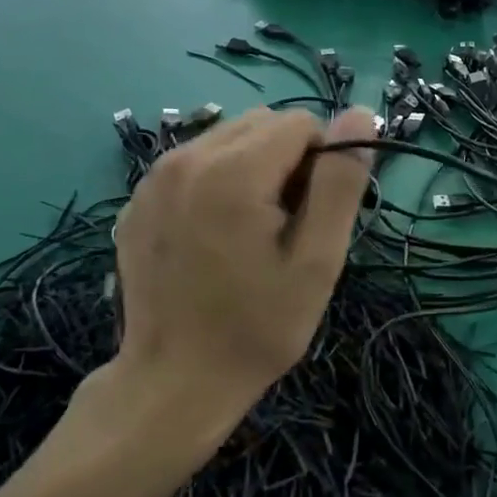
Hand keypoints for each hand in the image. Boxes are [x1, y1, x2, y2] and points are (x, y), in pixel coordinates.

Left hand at [112, 107, 371, 423]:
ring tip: (249, 232)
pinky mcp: (136, 201)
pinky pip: (193, 165)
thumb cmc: (257, 328)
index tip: (312, 217)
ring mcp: (152, 179)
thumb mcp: (317, 262)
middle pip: (262, 125)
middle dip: (286, 161)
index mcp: (232, 171)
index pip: (301, 123)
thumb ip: (340, 183)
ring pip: (227, 139)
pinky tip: (213, 238)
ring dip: (252, 169)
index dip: (321, 163)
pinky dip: (215, 183)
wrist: (174, 383)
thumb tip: (360, 114)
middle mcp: (184, 158)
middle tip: (285, 227)